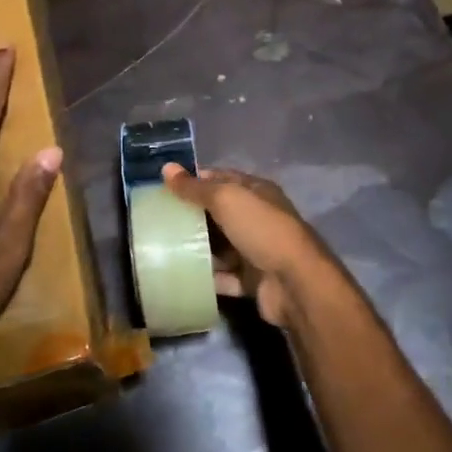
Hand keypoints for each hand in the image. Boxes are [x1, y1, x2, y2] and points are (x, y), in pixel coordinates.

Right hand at [161, 165, 341, 327]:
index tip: (164, 187)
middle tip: (157, 219)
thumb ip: (195, 188)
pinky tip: (181, 276)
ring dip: (197, 248)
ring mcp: (256, 250)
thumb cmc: (261, 230)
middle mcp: (258, 218)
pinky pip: (224, 277)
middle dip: (192, 215)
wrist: (294, 283)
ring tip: (162, 248)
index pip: (222, 179)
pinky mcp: (252, 280)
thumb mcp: (226, 200)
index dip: (194, 180)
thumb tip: (166, 168)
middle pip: (219, 213)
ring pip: (221, 246)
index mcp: (256, 192)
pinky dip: (207, 277)